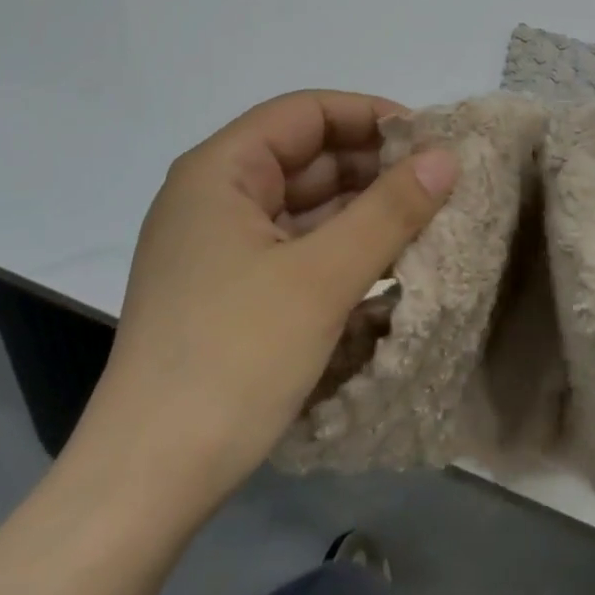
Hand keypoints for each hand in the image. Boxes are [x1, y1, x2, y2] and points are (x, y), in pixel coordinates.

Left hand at [63, 92, 458, 523]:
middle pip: (304, 158)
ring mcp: (218, 246)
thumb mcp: (322, 278)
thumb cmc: (234, 358)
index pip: (304, 113)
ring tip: (426, 222)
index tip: (427, 139)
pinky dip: (338, 250)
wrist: (147, 481)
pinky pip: (293, 248)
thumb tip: (446, 156)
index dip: (368, 115)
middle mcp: (214, 196)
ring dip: (360, 212)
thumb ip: (389, 210)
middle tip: (438, 184)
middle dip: (371, 167)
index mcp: (220, 170)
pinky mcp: (227, 290)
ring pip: (302, 207)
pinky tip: (386, 266)